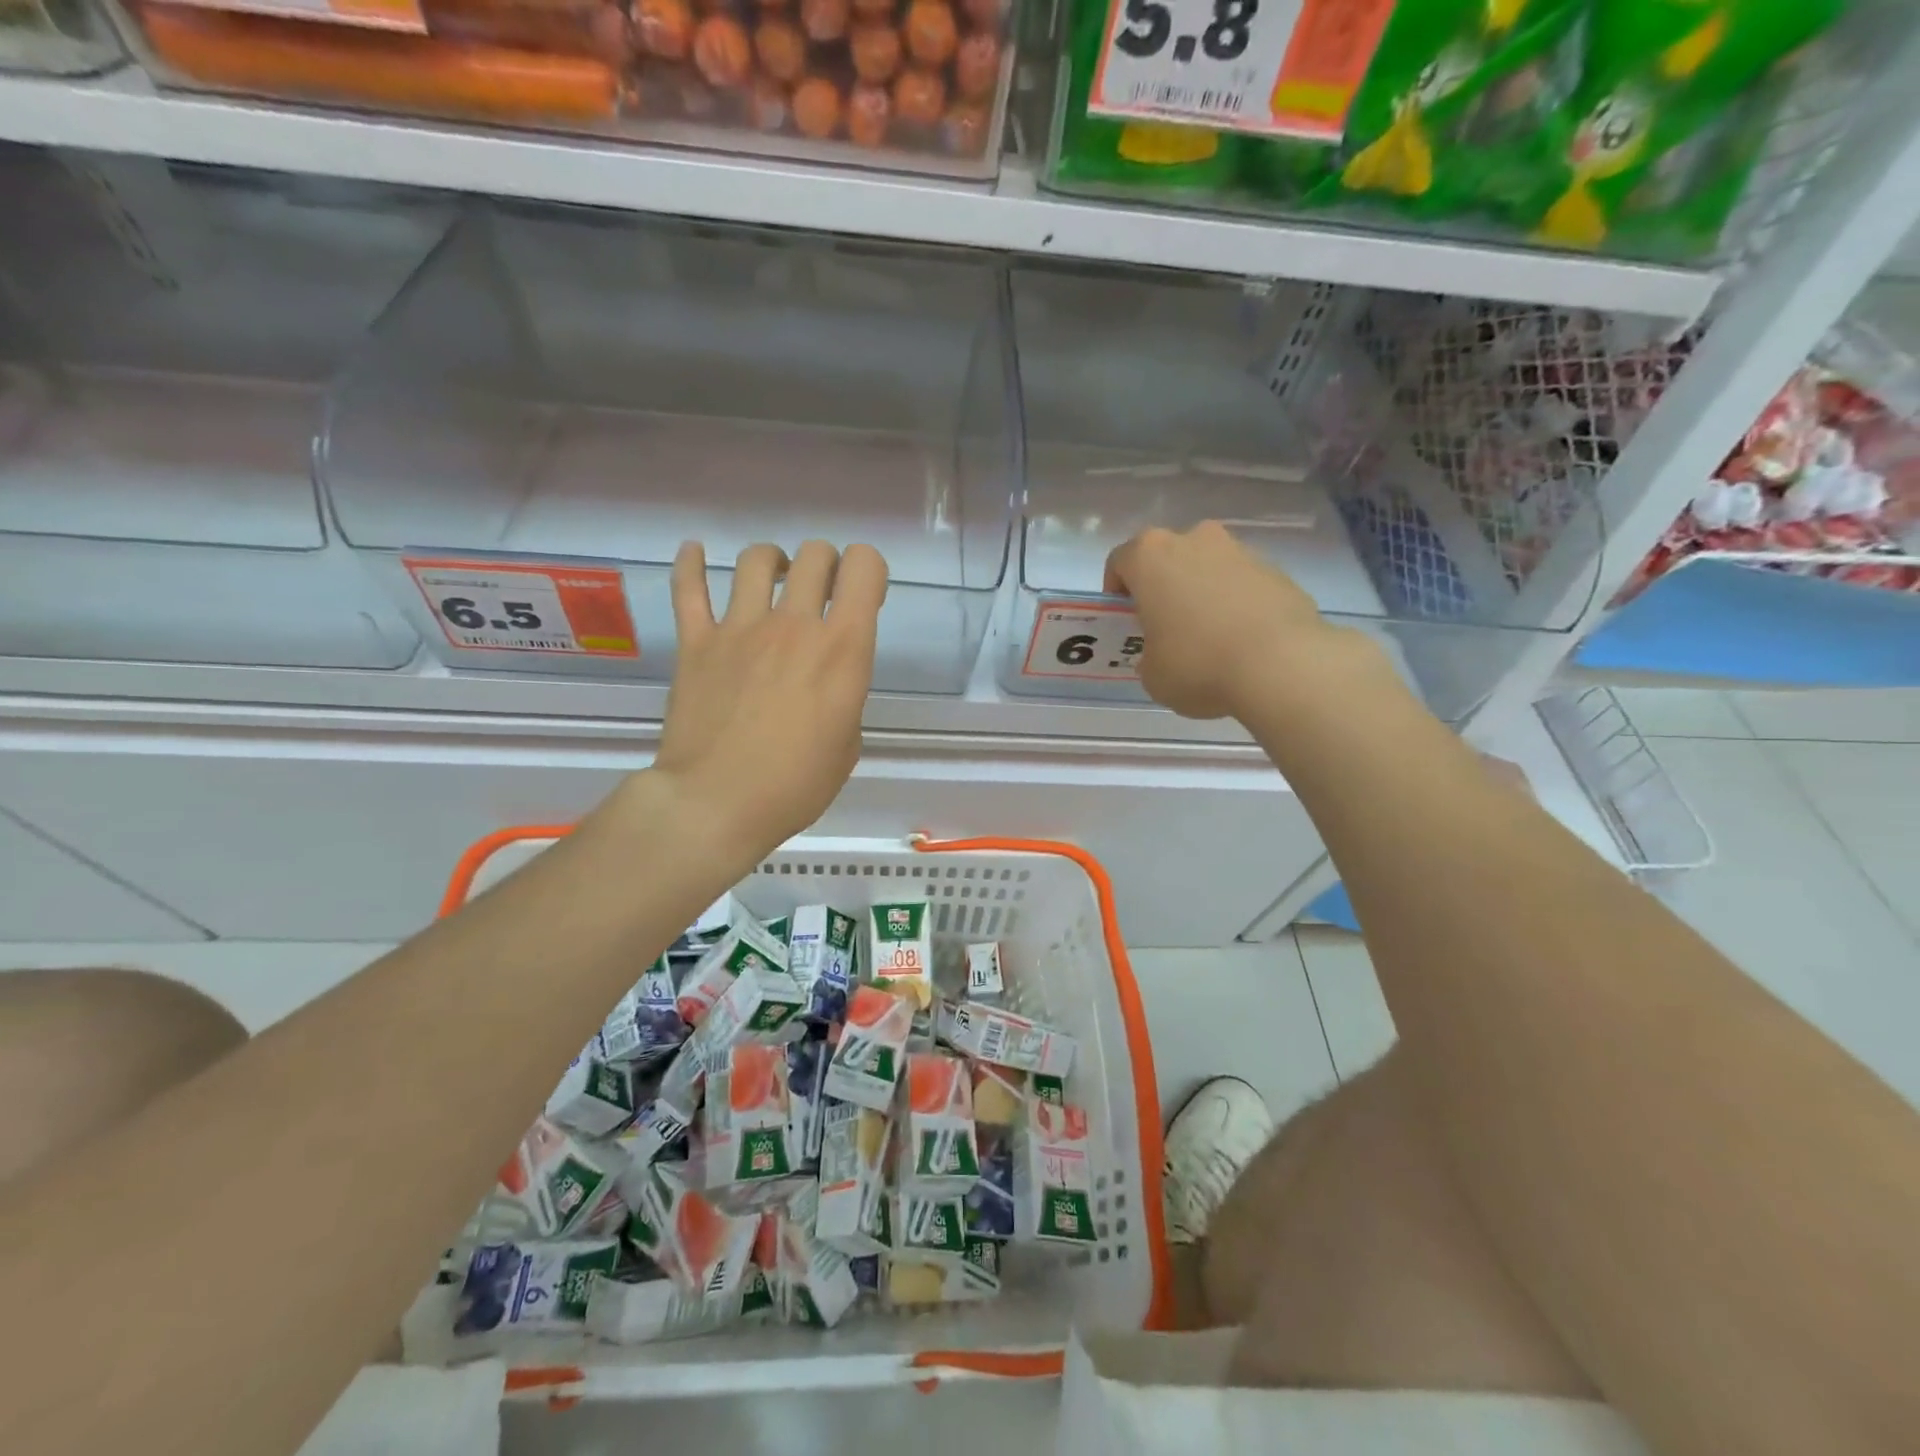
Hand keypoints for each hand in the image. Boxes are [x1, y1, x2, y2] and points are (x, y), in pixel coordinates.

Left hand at [650, 539, 886, 856]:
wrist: (716, 804)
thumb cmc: (794, 786)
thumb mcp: (847, 746)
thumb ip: (843, 698)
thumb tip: (827, 684)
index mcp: (842, 649)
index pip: (864, 567)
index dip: (869, 572)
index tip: (863, 599)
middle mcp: (794, 624)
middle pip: (815, 555)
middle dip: (826, 565)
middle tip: (822, 594)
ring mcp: (740, 628)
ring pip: (757, 559)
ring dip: (773, 562)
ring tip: (773, 580)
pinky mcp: (696, 642)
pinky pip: (689, 587)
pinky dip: (690, 563)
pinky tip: (695, 552)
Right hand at [1103, 521, 1347, 720]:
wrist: (1281, 664)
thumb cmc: (1198, 664)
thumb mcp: (1153, 675)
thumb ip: (1149, 656)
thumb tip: (1165, 655)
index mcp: (1150, 556)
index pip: (1120, 562)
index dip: (1117, 592)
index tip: (1126, 620)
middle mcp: (1193, 539)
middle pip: (1167, 558)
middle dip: (1163, 587)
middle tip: (1165, 627)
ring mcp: (1239, 550)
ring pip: (1207, 567)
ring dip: (1201, 593)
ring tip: (1209, 638)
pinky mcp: (1276, 569)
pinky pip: (1242, 583)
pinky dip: (1236, 604)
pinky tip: (1242, 641)